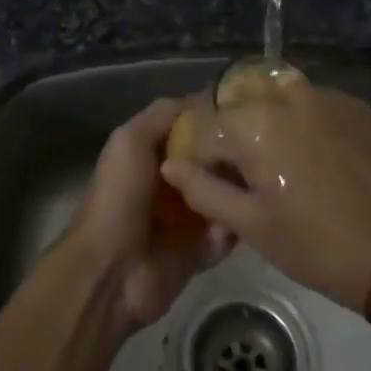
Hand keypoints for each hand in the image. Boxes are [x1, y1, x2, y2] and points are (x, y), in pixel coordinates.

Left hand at [66, 97, 233, 330]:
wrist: (111, 270)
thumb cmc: (119, 197)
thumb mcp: (131, 139)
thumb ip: (163, 114)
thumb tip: (202, 99)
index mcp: (149, 155)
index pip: (189, 131)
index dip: (212, 122)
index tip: (244, 114)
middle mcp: (167, 184)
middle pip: (210, 164)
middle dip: (231, 159)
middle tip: (258, 154)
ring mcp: (183, 220)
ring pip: (221, 198)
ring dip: (234, 194)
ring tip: (254, 186)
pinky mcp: (197, 253)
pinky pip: (224, 236)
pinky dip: (229, 231)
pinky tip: (231, 224)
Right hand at [161, 84, 370, 311]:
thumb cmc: (314, 244)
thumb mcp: (250, 225)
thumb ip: (202, 189)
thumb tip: (172, 163)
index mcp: (254, 121)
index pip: (205, 126)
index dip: (201, 157)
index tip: (211, 184)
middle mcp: (286, 94)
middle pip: (241, 107)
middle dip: (235, 138)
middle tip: (248, 179)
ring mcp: (325, 96)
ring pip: (277, 101)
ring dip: (268, 126)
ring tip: (282, 168)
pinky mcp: (355, 106)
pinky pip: (313, 106)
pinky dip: (303, 124)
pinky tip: (315, 160)